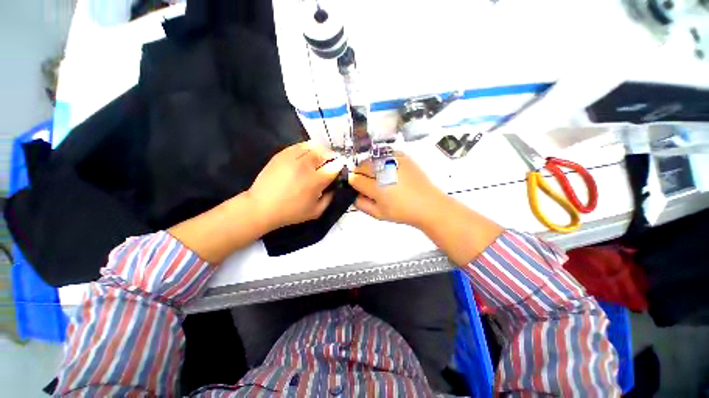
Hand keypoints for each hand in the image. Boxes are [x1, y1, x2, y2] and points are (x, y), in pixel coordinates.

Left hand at [246, 142, 344, 231]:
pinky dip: (307, 147)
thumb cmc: (291, 212)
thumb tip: (335, 187)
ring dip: (321, 150)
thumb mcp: (316, 212)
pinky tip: (308, 152)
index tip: (341, 167)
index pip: (334, 167)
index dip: (340, 165)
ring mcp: (292, 158)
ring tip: (321, 155)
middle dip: (332, 155)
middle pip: (324, 153)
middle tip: (333, 159)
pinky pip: (298, 146)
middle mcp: (306, 166)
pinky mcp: (282, 155)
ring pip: (312, 147)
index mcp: (316, 181)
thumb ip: (329, 199)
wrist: (262, 207)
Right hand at [347, 153, 447, 228]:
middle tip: (366, 181)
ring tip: (377, 176)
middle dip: (359, 172)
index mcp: (377, 188)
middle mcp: (384, 171)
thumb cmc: (402, 212)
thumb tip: (352, 193)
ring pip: (372, 158)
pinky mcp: (403, 156)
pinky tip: (388, 169)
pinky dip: (382, 160)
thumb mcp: (378, 214)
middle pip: (362, 165)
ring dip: (370, 166)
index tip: (354, 184)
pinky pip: (385, 154)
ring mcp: (394, 161)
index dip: (352, 181)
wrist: (428, 204)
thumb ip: (361, 204)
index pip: (355, 179)